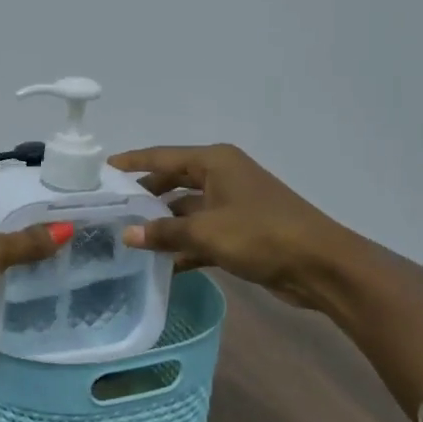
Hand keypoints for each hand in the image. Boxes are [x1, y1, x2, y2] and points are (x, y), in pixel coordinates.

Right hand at [109, 144, 348, 308]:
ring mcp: (233, 204)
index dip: (132, 162)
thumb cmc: (261, 234)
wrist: (320, 265)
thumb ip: (165, 232)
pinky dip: (184, 246)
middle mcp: (222, 176)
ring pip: (187, 210)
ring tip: (127, 239)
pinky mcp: (241, 232)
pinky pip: (202, 234)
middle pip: (173, 182)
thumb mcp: (207, 232)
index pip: (163, 156)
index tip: (102, 169)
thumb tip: (127, 235)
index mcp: (215, 162)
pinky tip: (161, 265)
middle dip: (145, 196)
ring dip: (164, 225)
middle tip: (111, 209)